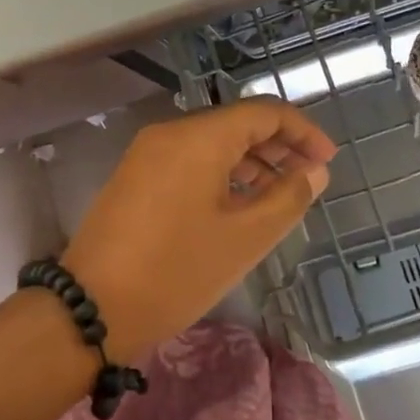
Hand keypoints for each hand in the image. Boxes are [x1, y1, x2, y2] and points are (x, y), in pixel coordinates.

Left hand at [61, 99, 335, 362]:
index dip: (302, 131)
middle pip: (236, 123)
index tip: (327, 161)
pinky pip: (189, 160)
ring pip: (212, 142)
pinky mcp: (135, 176)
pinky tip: (237, 205)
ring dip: (250, 161)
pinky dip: (221, 173)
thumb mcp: (244, 238)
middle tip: (309, 179)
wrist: (92, 307)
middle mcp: (171, 132)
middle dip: (278, 145)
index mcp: (199, 137)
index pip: (264, 112)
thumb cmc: (177, 271)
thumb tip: (314, 171)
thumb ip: (287, 197)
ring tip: (278, 197)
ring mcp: (148, 153)